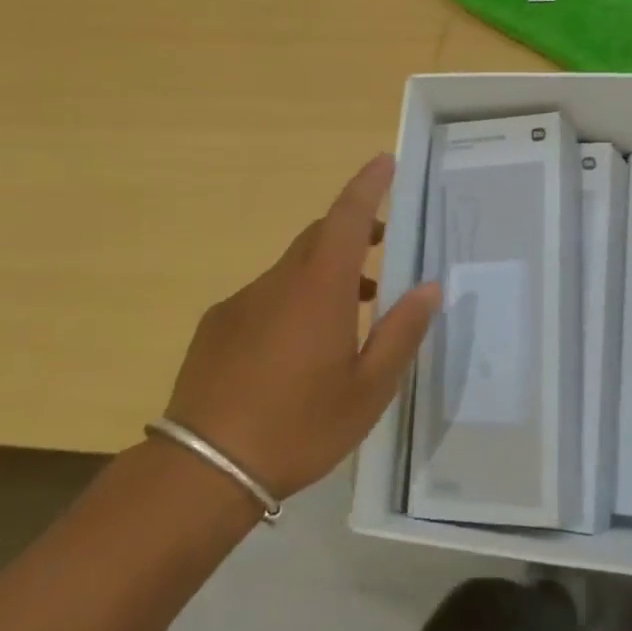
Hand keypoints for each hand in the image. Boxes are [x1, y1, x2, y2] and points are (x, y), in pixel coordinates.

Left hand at [164, 154, 439, 499]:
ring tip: (351, 312)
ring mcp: (241, 302)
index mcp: (319, 289)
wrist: (203, 469)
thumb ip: (401, 332)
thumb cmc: (300, 426)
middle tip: (382, 246)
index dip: (368, 185)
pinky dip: (292, 300)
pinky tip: (296, 350)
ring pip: (292, 269)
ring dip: (325, 274)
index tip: (385, 161)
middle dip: (353, 230)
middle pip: (318, 237)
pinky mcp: (216, 325)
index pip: (347, 217)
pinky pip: (265, 296)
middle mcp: (278, 282)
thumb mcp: (368, 389)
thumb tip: (427, 288)